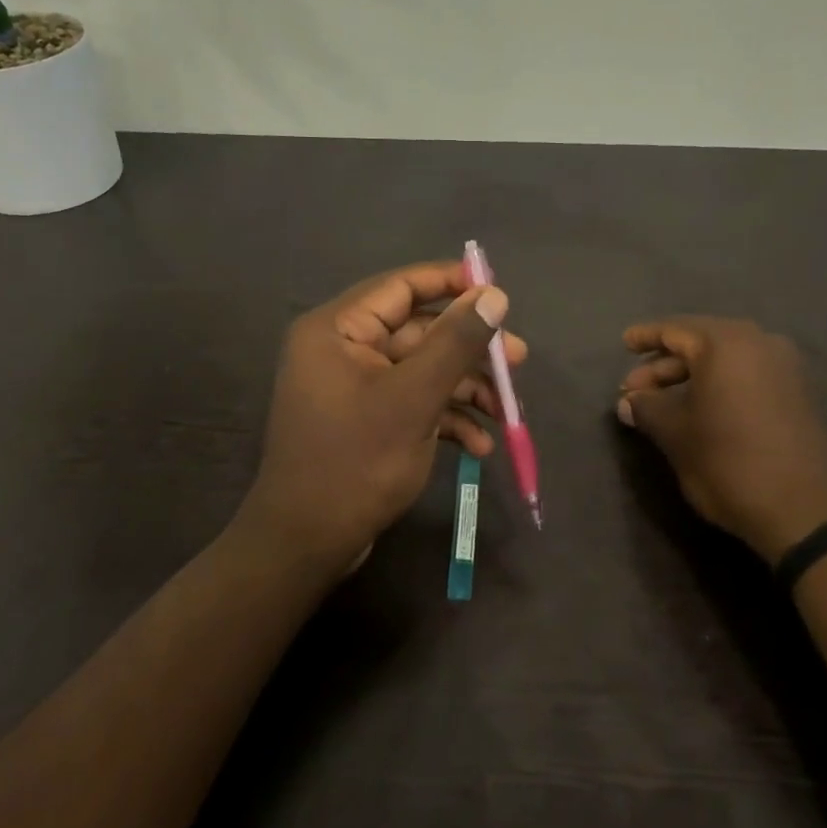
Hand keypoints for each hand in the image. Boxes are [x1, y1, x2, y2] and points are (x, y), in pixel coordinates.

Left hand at [238, 261, 524, 574]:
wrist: (307, 544)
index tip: (499, 292)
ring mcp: (353, 387)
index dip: (452, 283)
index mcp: (337, 329)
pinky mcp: (366, 420)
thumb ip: (455, 342)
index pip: (401, 286)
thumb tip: (494, 295)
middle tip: (519, 360)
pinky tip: (479, 445)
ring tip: (507, 411)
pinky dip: (445, 418)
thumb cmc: (356, 462)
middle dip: (469, 350)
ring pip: (421, 370)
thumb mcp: (414, 398)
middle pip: (418, 332)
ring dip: (465, 389)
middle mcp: (342, 349)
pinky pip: (411, 402)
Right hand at [617, 317, 826, 565]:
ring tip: (661, 403)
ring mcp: (785, 368)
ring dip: (690, 376)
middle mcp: (760, 344)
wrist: (805, 511)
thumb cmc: (728, 461)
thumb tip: (628, 402)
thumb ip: (646, 409)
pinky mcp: (798, 394)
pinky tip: (699, 409)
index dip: (645, 337)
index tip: (624, 343)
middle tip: (634, 389)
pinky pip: (747, 375)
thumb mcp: (675, 434)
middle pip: (701, 342)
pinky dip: (719, 385)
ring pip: (725, 360)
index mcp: (726, 343)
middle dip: (664, 364)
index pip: (675, 329)